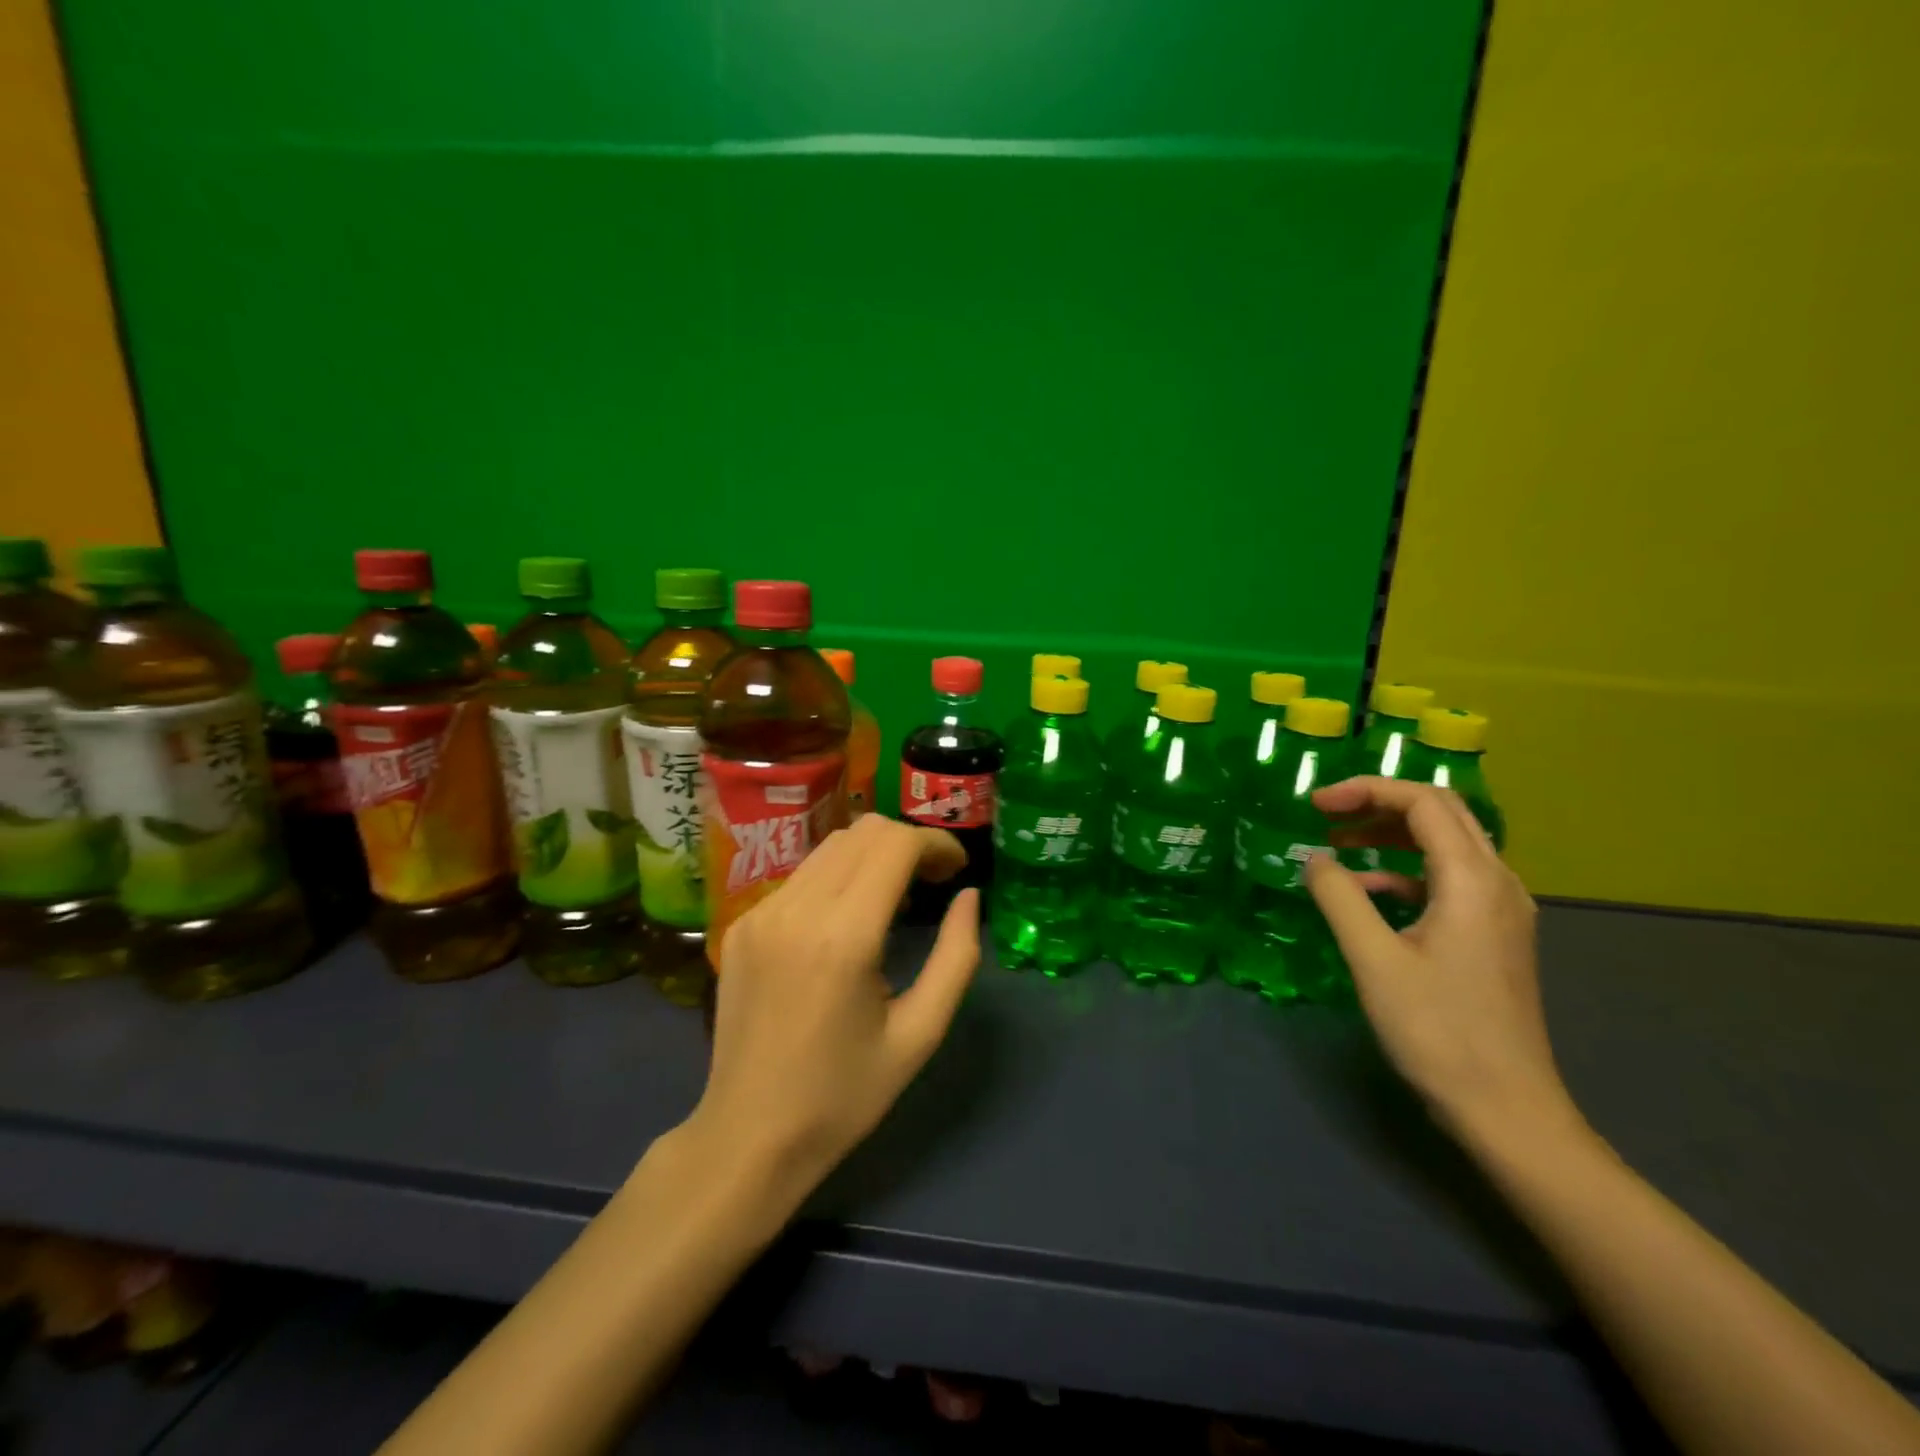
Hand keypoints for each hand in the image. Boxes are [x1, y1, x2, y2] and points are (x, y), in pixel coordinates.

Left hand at [685, 815, 978, 1207]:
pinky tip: (847, 920)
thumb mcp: (920, 1034)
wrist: (749, 1136)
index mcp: (844, 937)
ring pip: (830, 846)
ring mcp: (760, 912)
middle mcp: (796, 909)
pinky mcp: (742, 924)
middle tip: (933, 881)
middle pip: (863, 831)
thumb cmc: (845, 1095)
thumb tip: (970, 897)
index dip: (936, 843)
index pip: (895, 844)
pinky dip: (838, 877)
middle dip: (909, 842)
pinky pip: (801, 876)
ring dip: (873, 855)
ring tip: (895, 897)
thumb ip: (956, 958)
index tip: (957, 870)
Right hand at [1304, 777, 1576, 1144]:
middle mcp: (1497, 883)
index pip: (1423, 802)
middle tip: (1327, 813)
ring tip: (1339, 844)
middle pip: (1441, 813)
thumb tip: (1314, 857)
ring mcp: (1501, 910)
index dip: (1366, 790)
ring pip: (1447, 845)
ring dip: (1391, 835)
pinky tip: (1367, 895)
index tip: (1315, 803)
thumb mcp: (1374, 960)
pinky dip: (1403, 872)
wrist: (1507, 1109)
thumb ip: (1339, 898)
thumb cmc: (1437, 1031)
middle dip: (1380, 803)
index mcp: (1472, 880)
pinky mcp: (1494, 935)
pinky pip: (1448, 879)